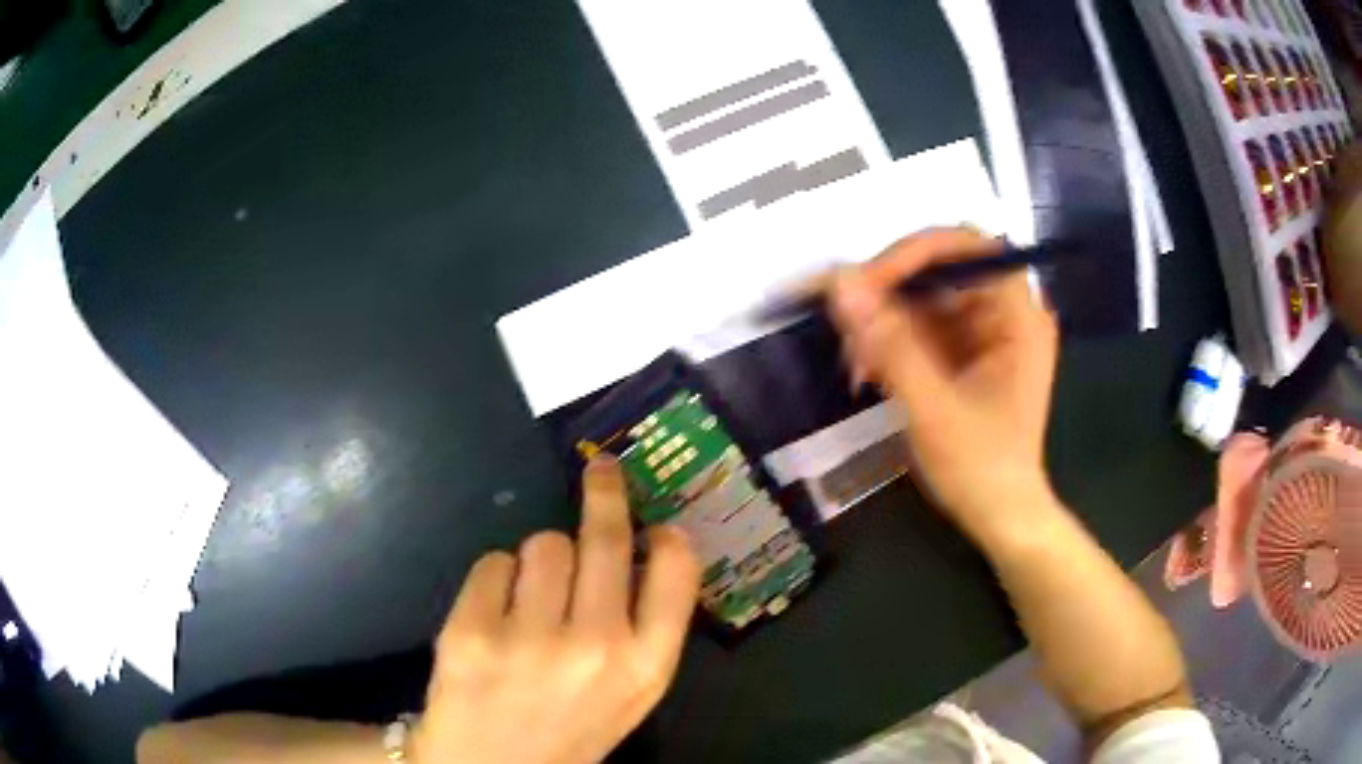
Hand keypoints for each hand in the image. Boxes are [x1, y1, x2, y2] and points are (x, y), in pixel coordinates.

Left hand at [412, 457, 700, 763]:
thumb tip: (645, 549)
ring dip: (540, 559)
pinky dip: (496, 579)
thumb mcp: (628, 694)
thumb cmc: (568, 730)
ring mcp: (530, 638)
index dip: (668, 537)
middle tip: (600, 468)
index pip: (676, 572)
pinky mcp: (471, 630)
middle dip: (605, 492)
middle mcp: (596, 647)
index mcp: (646, 667)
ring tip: (530, 601)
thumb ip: (643, 629)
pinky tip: (493, 617)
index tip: (657, 523)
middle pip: (605, 538)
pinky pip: (493, 561)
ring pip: (543, 542)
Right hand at [829, 228, 1058, 536]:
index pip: (968, 246)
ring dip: (883, 320)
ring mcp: (986, 331)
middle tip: (848, 325)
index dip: (915, 252)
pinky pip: (922, 325)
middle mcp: (1005, 312)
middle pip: (941, 267)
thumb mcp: (933, 409)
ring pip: (924, 296)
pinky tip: (869, 371)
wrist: (1000, 517)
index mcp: (1018, 316)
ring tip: (855, 362)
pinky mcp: (967, 351)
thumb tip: (840, 283)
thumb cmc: (981, 469)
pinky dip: (890, 341)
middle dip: (890, 292)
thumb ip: (889, 344)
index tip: (866, 285)